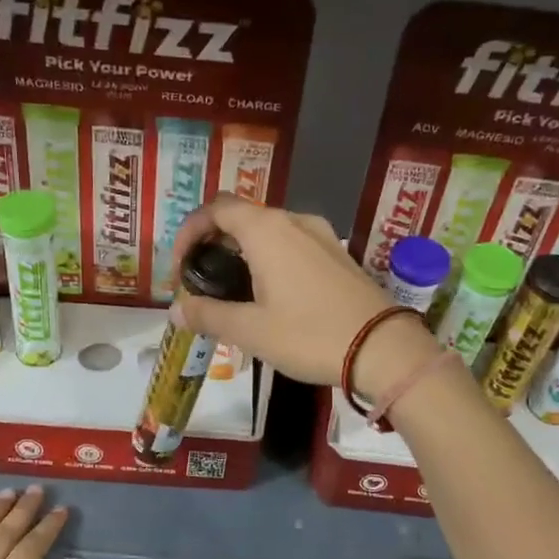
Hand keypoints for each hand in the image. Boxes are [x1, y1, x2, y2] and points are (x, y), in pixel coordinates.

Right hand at [167, 193, 439, 397]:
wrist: (383, 349)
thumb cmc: (310, 335)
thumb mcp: (250, 330)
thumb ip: (207, 315)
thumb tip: (175, 311)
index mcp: (267, 230)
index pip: (215, 209)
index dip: (188, 233)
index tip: (179, 270)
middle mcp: (294, 221)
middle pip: (241, 217)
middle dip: (213, 245)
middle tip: (200, 284)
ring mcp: (321, 236)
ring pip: (268, 232)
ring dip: (241, 254)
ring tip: (231, 293)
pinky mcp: (338, 254)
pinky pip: (292, 245)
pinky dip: (269, 260)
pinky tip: (269, 296)